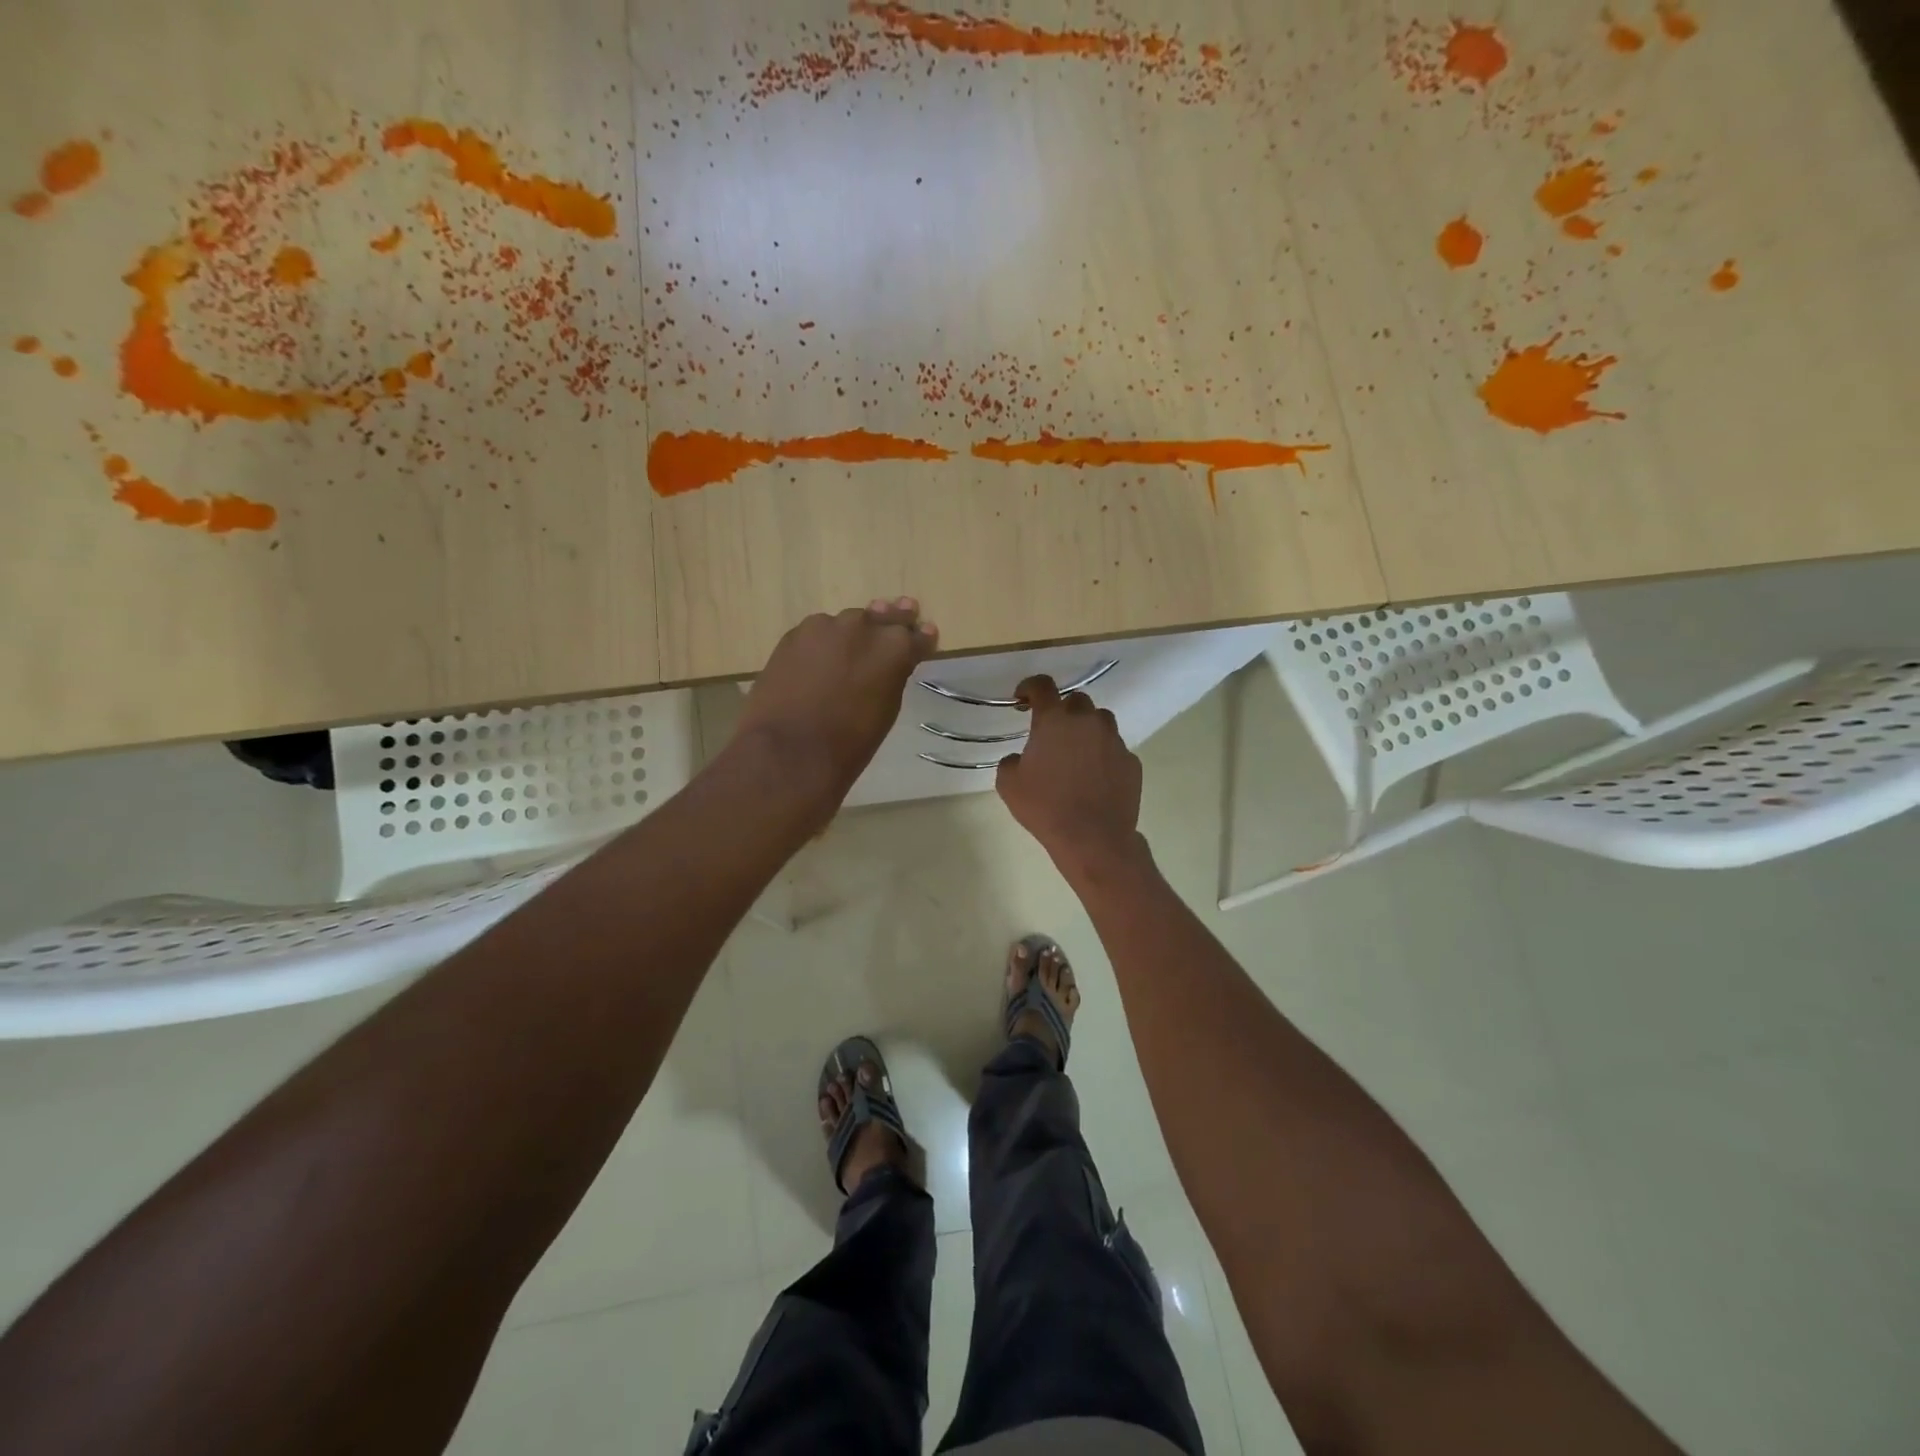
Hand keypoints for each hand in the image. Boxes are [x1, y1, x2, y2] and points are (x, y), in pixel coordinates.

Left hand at [734, 598, 937, 802]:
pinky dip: (824, 642)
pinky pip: (818, 633)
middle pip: (883, 617)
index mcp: (894, 647)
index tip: (926, 634)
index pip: (916, 634)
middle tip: (902, 613)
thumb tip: (889, 665)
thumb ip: (891, 677)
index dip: (921, 637)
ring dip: (854, 632)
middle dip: (893, 619)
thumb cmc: (850, 742)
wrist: (790, 750)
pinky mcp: (794, 634)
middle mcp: (863, 626)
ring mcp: (825, 626)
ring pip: (847, 623)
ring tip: (855, 643)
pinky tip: (821, 656)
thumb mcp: (886, 709)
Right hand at [996, 675, 1145, 880]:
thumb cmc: (1045, 807)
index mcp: (1055, 721)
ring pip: (1101, 721)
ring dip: (1087, 730)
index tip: (1023, 699)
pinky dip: (1103, 756)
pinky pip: (1115, 749)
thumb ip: (1011, 761)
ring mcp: (1114, 741)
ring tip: (1077, 754)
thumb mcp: (1008, 784)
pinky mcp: (1131, 762)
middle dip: (1063, 710)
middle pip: (1077, 700)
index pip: (1042, 686)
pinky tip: (1095, 778)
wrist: (1093, 838)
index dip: (1030, 687)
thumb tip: (1021, 758)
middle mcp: (1088, 722)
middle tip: (1052, 733)